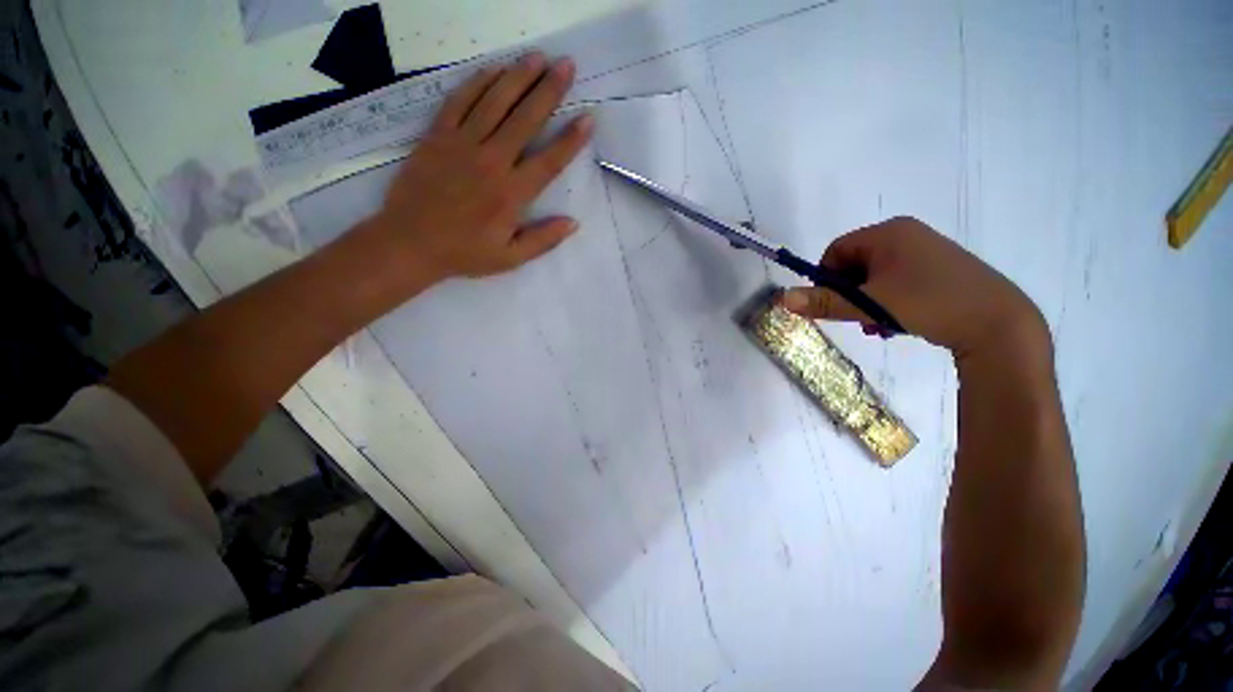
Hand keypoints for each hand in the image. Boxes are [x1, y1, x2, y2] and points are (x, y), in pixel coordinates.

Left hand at [367, 53, 593, 280]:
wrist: (410, 242)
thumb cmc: (465, 253)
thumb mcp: (510, 258)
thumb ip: (543, 240)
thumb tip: (573, 223)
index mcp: (512, 194)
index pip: (549, 161)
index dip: (571, 139)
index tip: (588, 119)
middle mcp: (491, 161)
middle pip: (525, 119)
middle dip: (549, 91)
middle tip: (566, 65)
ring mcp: (462, 144)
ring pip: (495, 102)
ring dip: (518, 77)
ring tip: (538, 57)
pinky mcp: (437, 136)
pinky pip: (459, 101)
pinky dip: (478, 83)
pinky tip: (494, 69)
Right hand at [781, 217, 1048, 357]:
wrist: (999, 324)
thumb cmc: (928, 304)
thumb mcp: (869, 305)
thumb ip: (824, 302)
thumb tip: (782, 299)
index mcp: (888, 233)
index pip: (836, 251)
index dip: (826, 279)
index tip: (833, 304)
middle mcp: (907, 233)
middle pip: (855, 263)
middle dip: (849, 294)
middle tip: (858, 318)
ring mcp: (926, 250)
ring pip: (876, 275)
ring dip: (868, 301)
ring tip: (879, 325)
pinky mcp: (941, 268)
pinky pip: (898, 280)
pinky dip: (889, 300)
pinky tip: (898, 322)